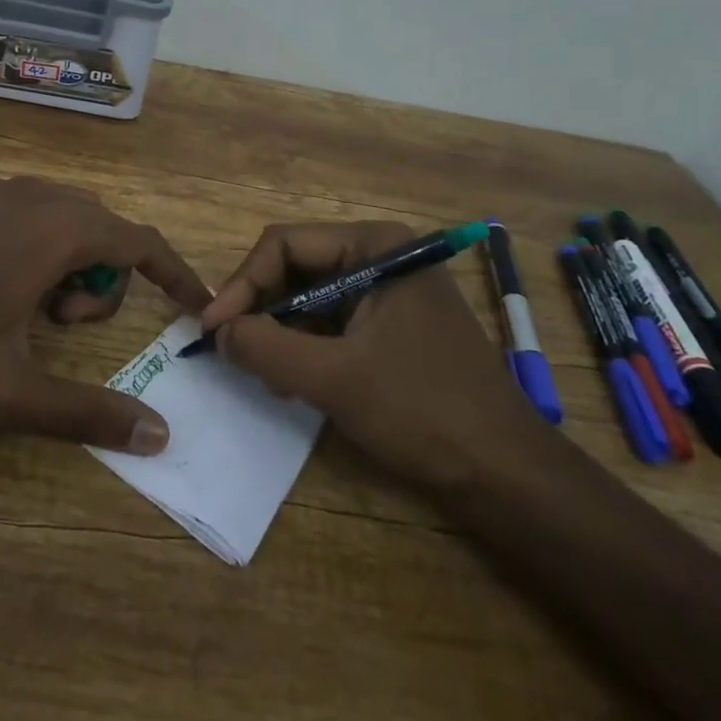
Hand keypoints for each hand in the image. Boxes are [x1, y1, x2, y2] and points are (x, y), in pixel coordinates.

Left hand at [0, 177, 212, 453]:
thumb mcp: (9, 393)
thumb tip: (159, 435)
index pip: (141, 241)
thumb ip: (87, 413)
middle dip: (102, 277)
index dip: (175, 272)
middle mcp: (33, 195)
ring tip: (22, 303)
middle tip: (58, 325)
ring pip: (59, 211)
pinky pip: (16, 205)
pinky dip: (26, 237)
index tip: (193, 304)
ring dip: (64, 256)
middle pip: (101, 227)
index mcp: (58, 233)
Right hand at [201, 221, 546, 485]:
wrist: (507, 474)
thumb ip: (266, 347)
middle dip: (261, 310)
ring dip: (280, 332)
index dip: (242, 285)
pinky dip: (305, 347)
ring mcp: (389, 290)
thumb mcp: (333, 378)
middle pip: (296, 268)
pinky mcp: (393, 325)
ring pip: (310, 297)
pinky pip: (332, 322)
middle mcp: (382, 255)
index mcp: (375, 245)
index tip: (212, 329)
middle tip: (233, 352)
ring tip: (263, 374)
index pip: (284, 245)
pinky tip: (294, 382)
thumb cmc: (422, 411)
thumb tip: (218, 331)